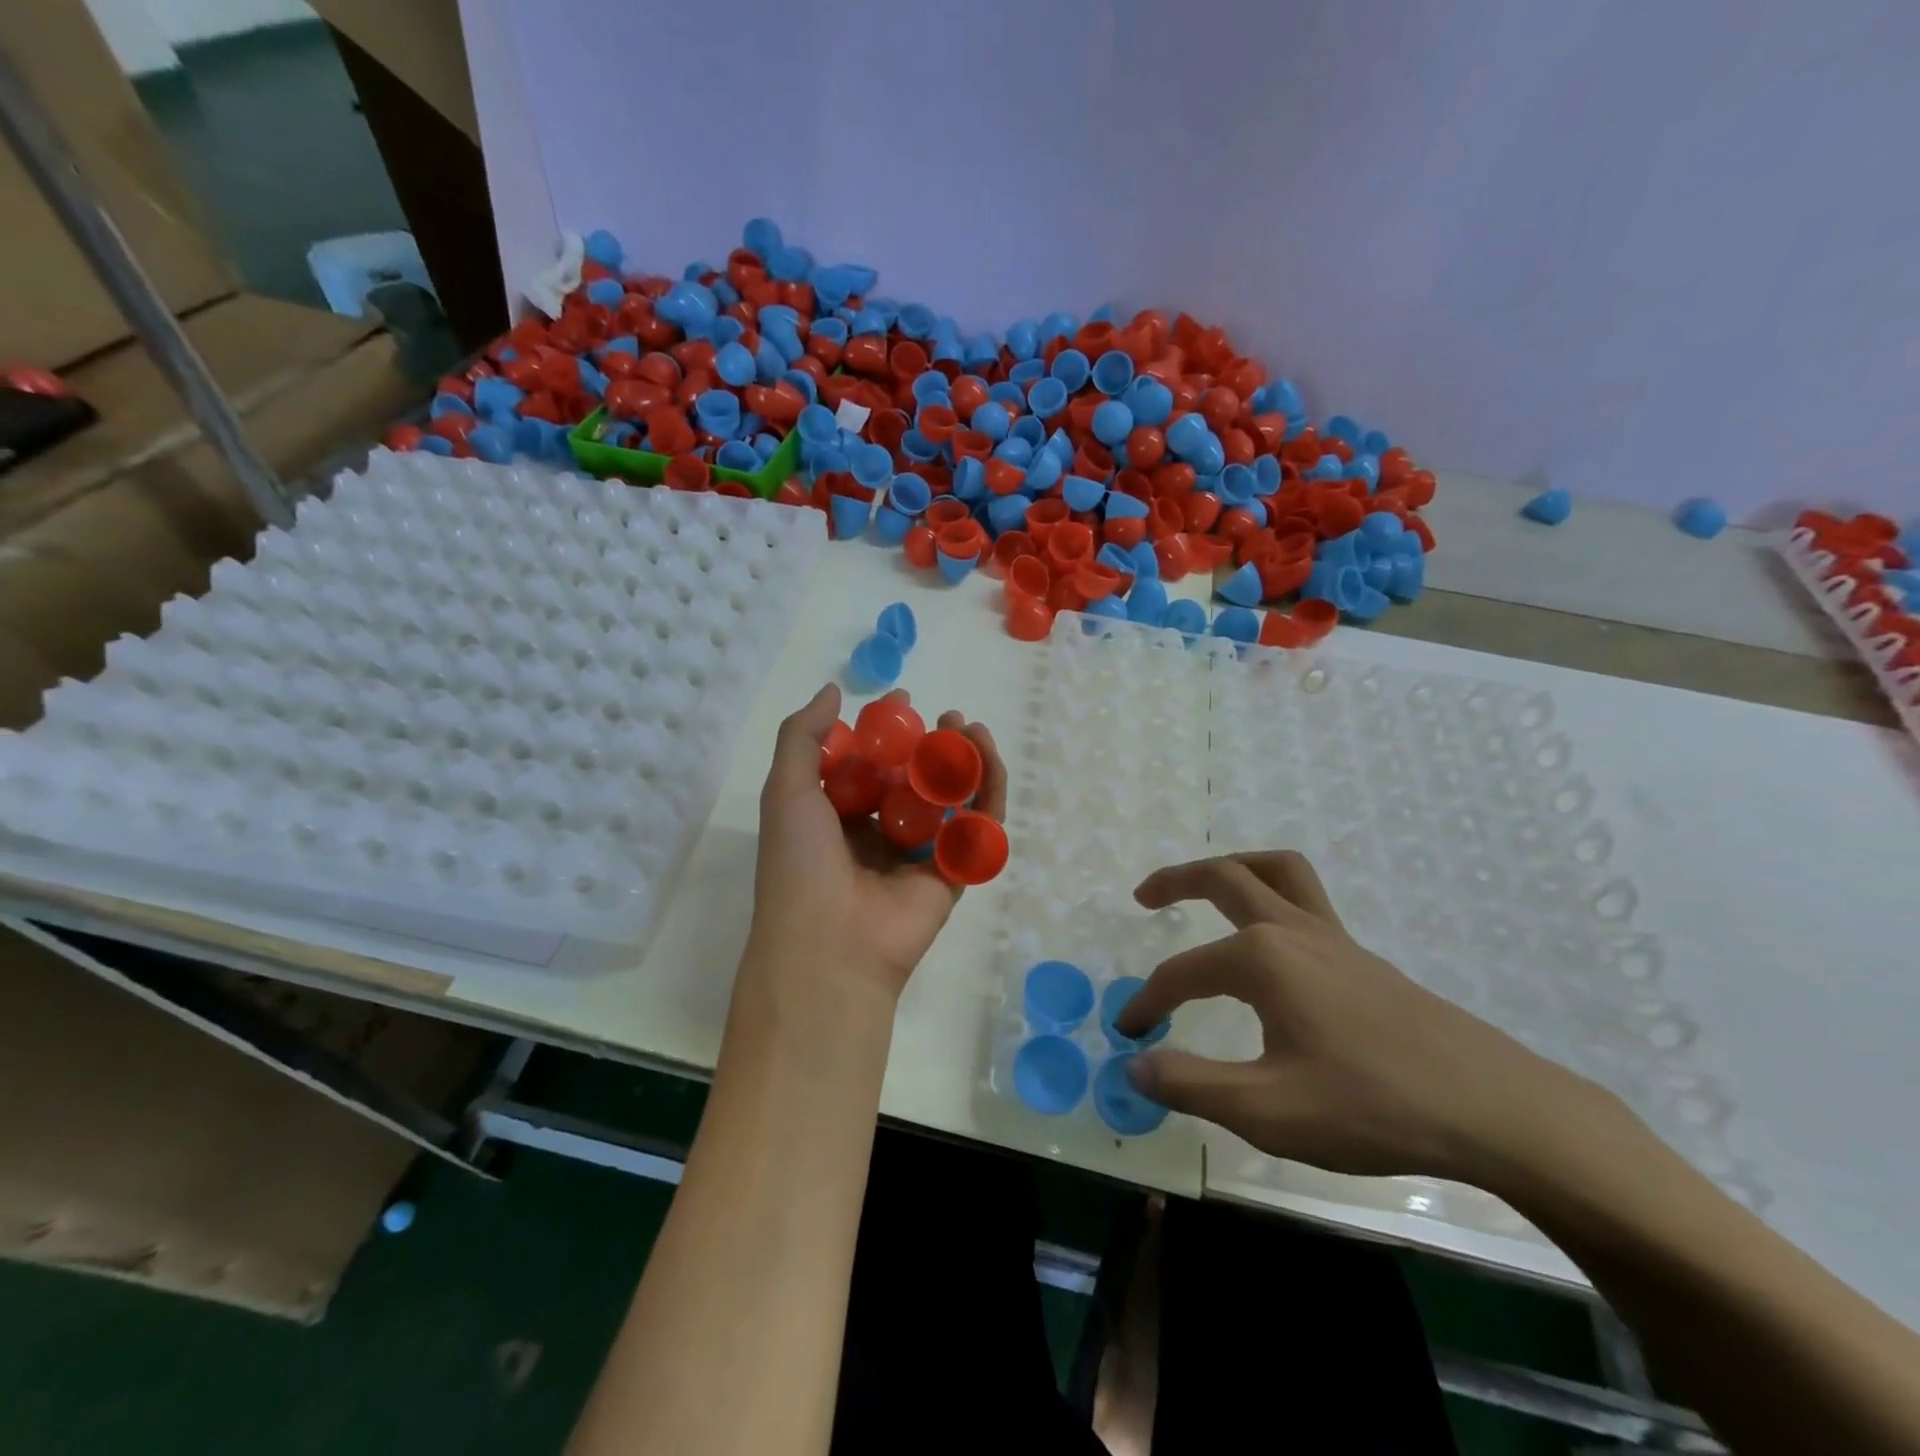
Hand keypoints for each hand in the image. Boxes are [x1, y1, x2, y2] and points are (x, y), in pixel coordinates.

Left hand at [746, 683, 1006, 1005]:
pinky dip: (988, 791)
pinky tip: (986, 756)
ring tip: (970, 728)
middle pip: (917, 778)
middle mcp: (880, 833)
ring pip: (952, 799)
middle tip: (947, 716)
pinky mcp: (953, 874)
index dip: (887, 731)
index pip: (871, 764)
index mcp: (840, 817)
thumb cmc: (799, 862)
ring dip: (964, 760)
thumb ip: (803, 736)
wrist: (828, 944)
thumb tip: (834, 691)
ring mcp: (919, 855)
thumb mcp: (786, 789)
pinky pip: (977, 828)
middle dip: (933, 743)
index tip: (901, 700)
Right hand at [1116, 850, 1594, 1179]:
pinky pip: (1307, 901)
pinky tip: (1272, 948)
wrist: (1495, 1109)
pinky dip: (1273, 897)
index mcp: (1261, 959)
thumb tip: (1134, 1066)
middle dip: (1177, 880)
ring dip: (1233, 868)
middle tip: (1144, 897)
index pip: (1181, 973)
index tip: (1128, 1034)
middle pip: (1225, 876)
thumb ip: (1191, 1084)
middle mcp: (1293, 931)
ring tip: (1208, 886)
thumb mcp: (1268, 1110)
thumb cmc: (1372, 1106)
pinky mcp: (1364, 958)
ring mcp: (1335, 939)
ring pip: (1276, 872)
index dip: (1148, 1003)